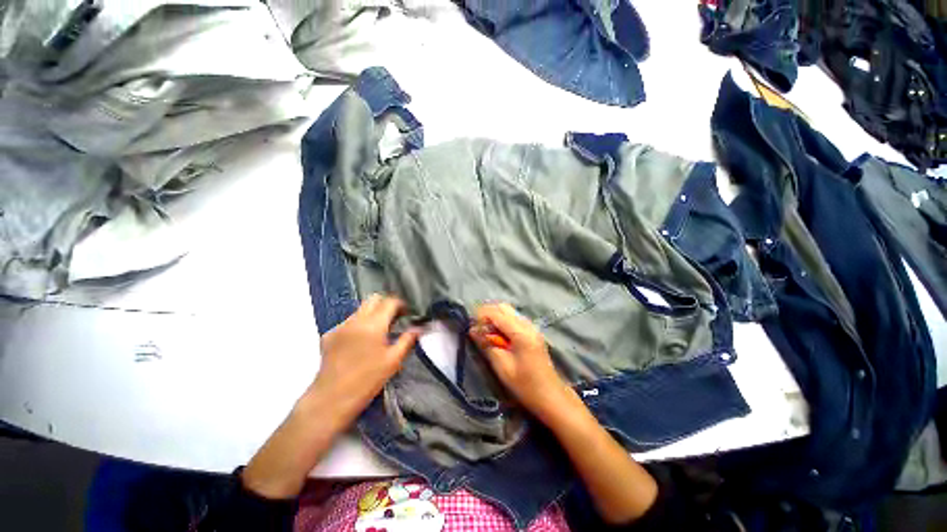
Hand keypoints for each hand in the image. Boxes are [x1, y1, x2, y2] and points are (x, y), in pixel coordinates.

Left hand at [308, 294, 420, 428]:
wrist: (331, 399)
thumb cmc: (367, 381)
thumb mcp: (393, 361)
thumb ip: (407, 340)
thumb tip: (418, 328)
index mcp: (373, 325)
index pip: (390, 302)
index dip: (401, 304)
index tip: (407, 314)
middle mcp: (355, 320)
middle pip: (373, 299)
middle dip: (386, 304)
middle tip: (394, 318)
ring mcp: (340, 327)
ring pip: (360, 310)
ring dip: (372, 314)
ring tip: (377, 332)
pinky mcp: (328, 336)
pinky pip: (348, 322)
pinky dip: (358, 325)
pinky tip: (360, 342)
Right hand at [469, 303, 569, 419]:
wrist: (551, 396)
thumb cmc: (525, 385)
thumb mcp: (502, 367)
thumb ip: (487, 345)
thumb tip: (472, 330)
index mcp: (521, 333)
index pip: (496, 314)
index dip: (481, 316)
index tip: (470, 326)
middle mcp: (527, 325)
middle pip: (503, 307)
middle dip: (487, 313)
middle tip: (477, 328)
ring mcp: (531, 327)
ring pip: (509, 311)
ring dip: (495, 317)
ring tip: (485, 332)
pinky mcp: (532, 332)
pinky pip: (514, 319)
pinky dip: (503, 321)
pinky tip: (498, 336)